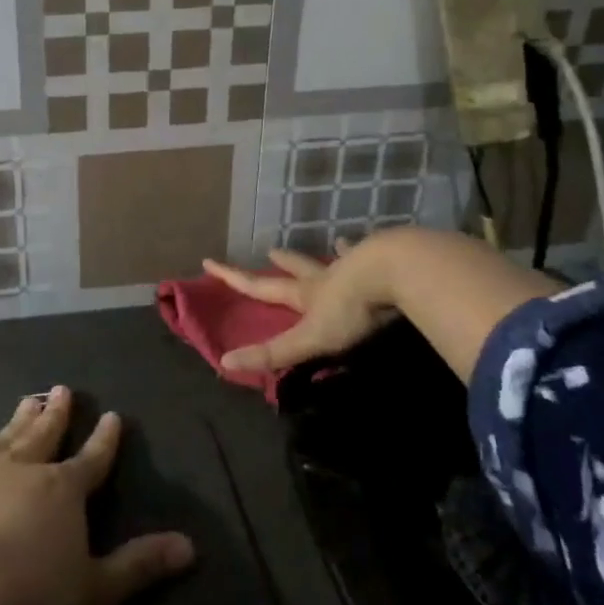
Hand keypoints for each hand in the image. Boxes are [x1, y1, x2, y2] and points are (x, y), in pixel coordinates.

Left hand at [0, 387, 194, 604]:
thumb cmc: (27, 602)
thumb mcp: (94, 592)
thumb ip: (139, 566)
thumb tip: (190, 545)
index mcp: (62, 491)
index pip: (92, 459)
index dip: (104, 440)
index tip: (111, 415)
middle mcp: (21, 469)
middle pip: (44, 435)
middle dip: (56, 413)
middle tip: (62, 389)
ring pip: (4, 437)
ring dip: (17, 420)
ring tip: (27, 401)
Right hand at [202, 240, 398, 374]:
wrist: (394, 271)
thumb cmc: (351, 309)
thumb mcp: (309, 338)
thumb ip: (274, 352)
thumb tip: (225, 362)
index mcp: (305, 294)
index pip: (260, 287)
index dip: (233, 278)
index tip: (209, 261)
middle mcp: (325, 277)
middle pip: (298, 268)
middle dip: (284, 262)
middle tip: (272, 251)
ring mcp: (356, 267)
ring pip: (338, 258)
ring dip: (332, 253)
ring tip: (334, 242)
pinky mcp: (385, 263)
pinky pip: (376, 256)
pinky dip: (374, 251)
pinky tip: (381, 243)